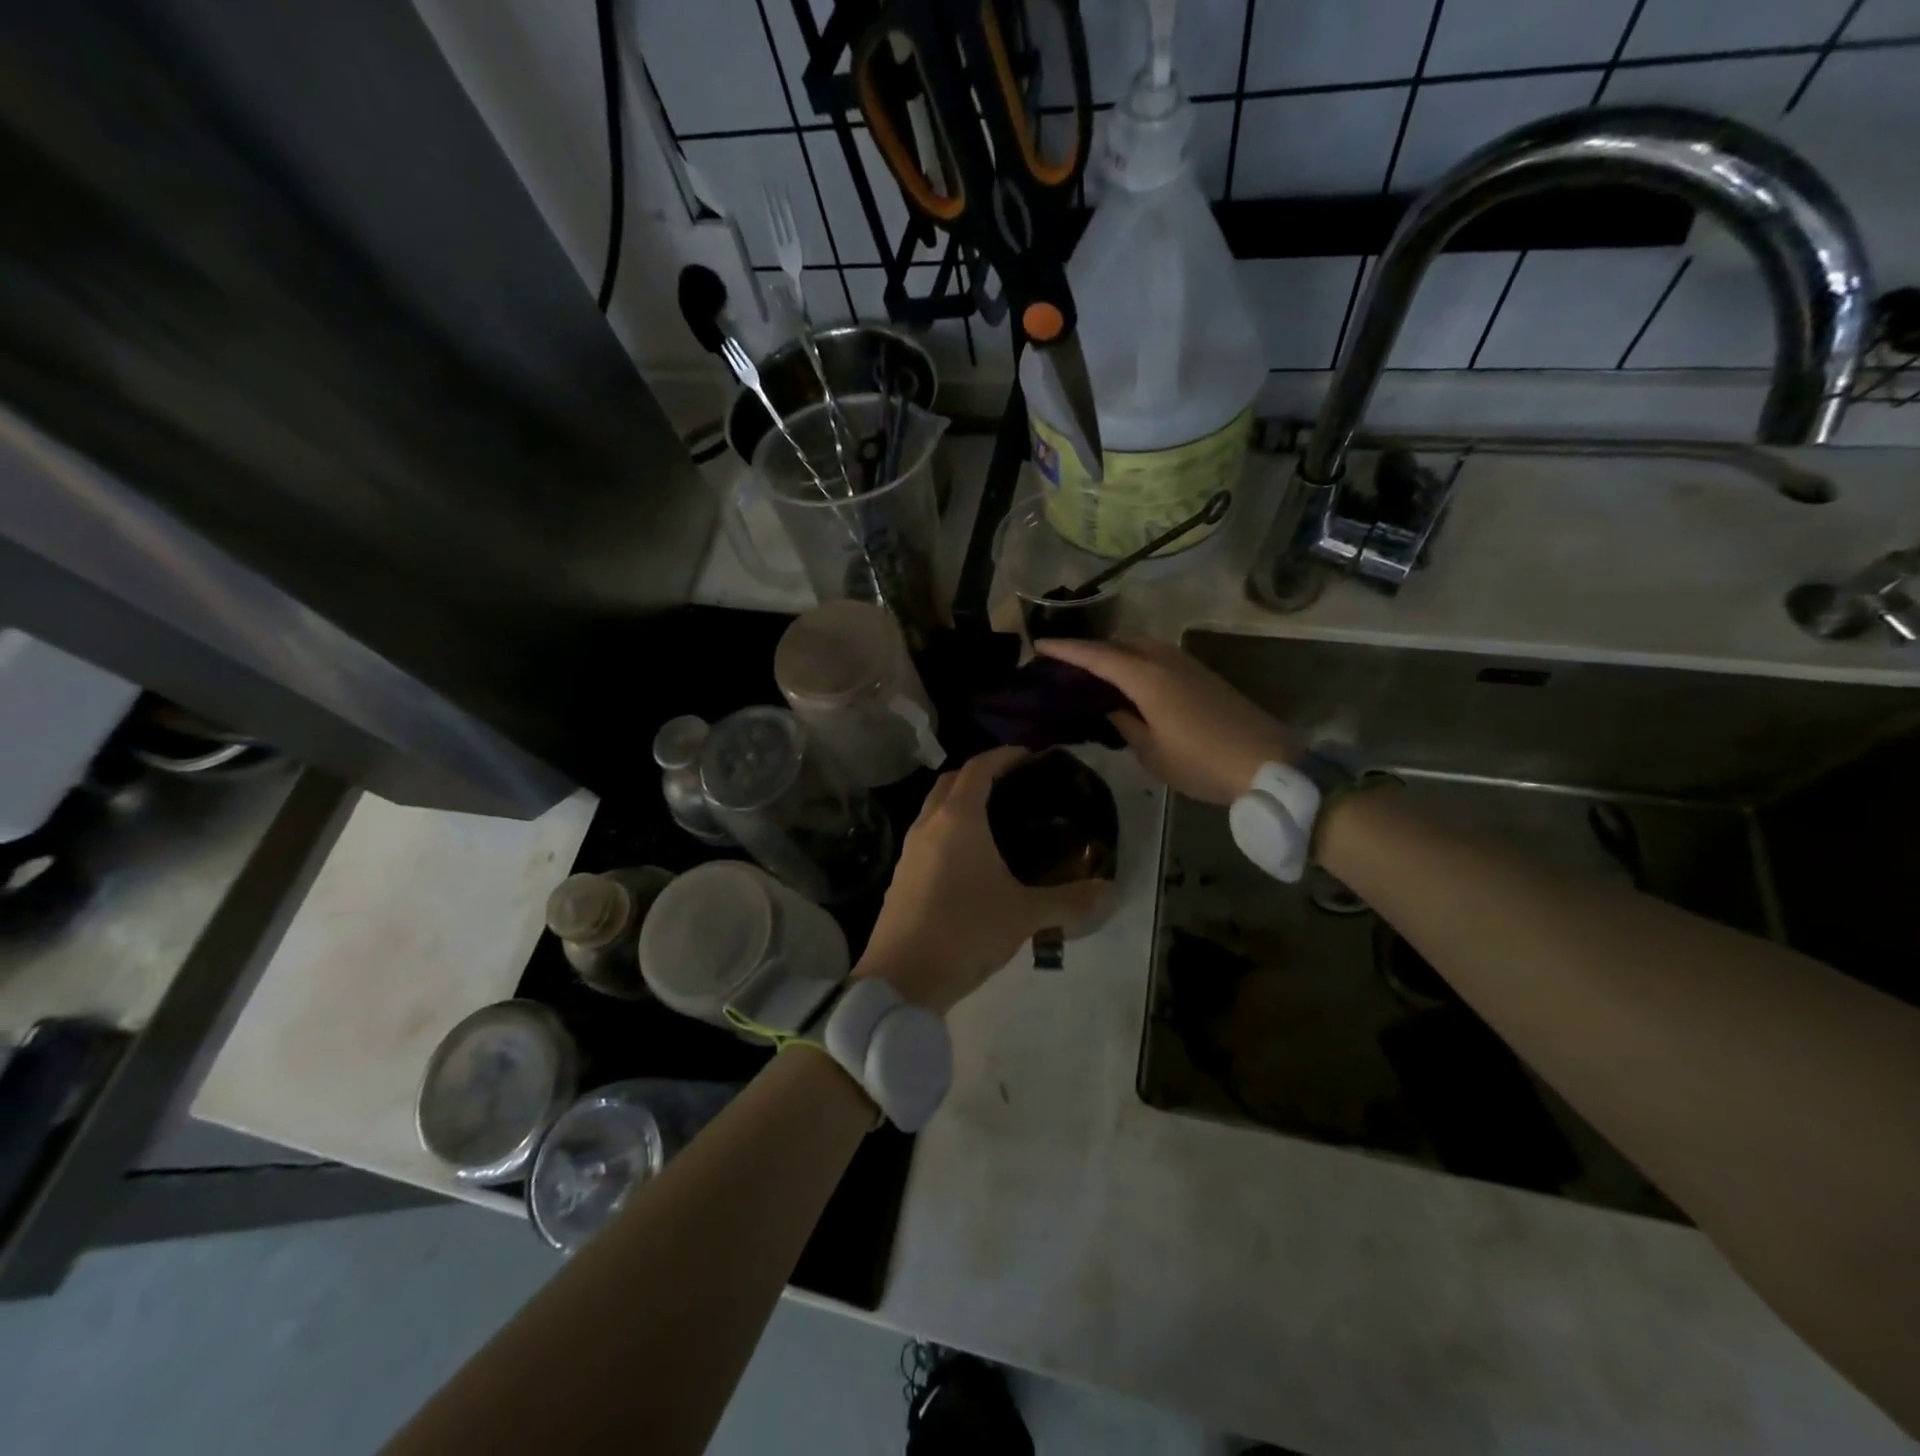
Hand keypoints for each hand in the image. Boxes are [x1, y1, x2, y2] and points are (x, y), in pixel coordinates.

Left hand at [854, 747, 1107, 1014]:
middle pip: (951, 780)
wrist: (901, 978)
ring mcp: (909, 849)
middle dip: (980, 773)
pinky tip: (969, 856)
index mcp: (958, 819)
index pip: (978, 767)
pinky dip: (947, 828)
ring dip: (960, 801)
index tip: (1029, 756)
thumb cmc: (966, 932)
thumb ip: (1068, 900)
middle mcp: (929, 823)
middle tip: (1013, 784)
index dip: (1003, 756)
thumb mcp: (1024, 915)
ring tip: (995, 818)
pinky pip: (926, 833)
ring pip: (934, 807)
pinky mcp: (901, 874)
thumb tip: (1107, 890)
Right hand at [1034, 637, 1297, 804]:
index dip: (1066, 650)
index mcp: (1146, 678)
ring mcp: (1187, 664)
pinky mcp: (1203, 675)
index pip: (1096, 656)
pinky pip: (1159, 656)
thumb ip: (1124, 724)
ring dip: (1117, 654)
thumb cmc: (1202, 762)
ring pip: (1142, 646)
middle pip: (1120, 642)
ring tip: (1098, 678)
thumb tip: (1109, 708)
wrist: (1268, 763)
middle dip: (1092, 649)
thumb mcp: (1152, 753)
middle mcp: (1165, 660)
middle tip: (1068, 668)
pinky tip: (1133, 686)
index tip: (1040, 645)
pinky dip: (1138, 662)